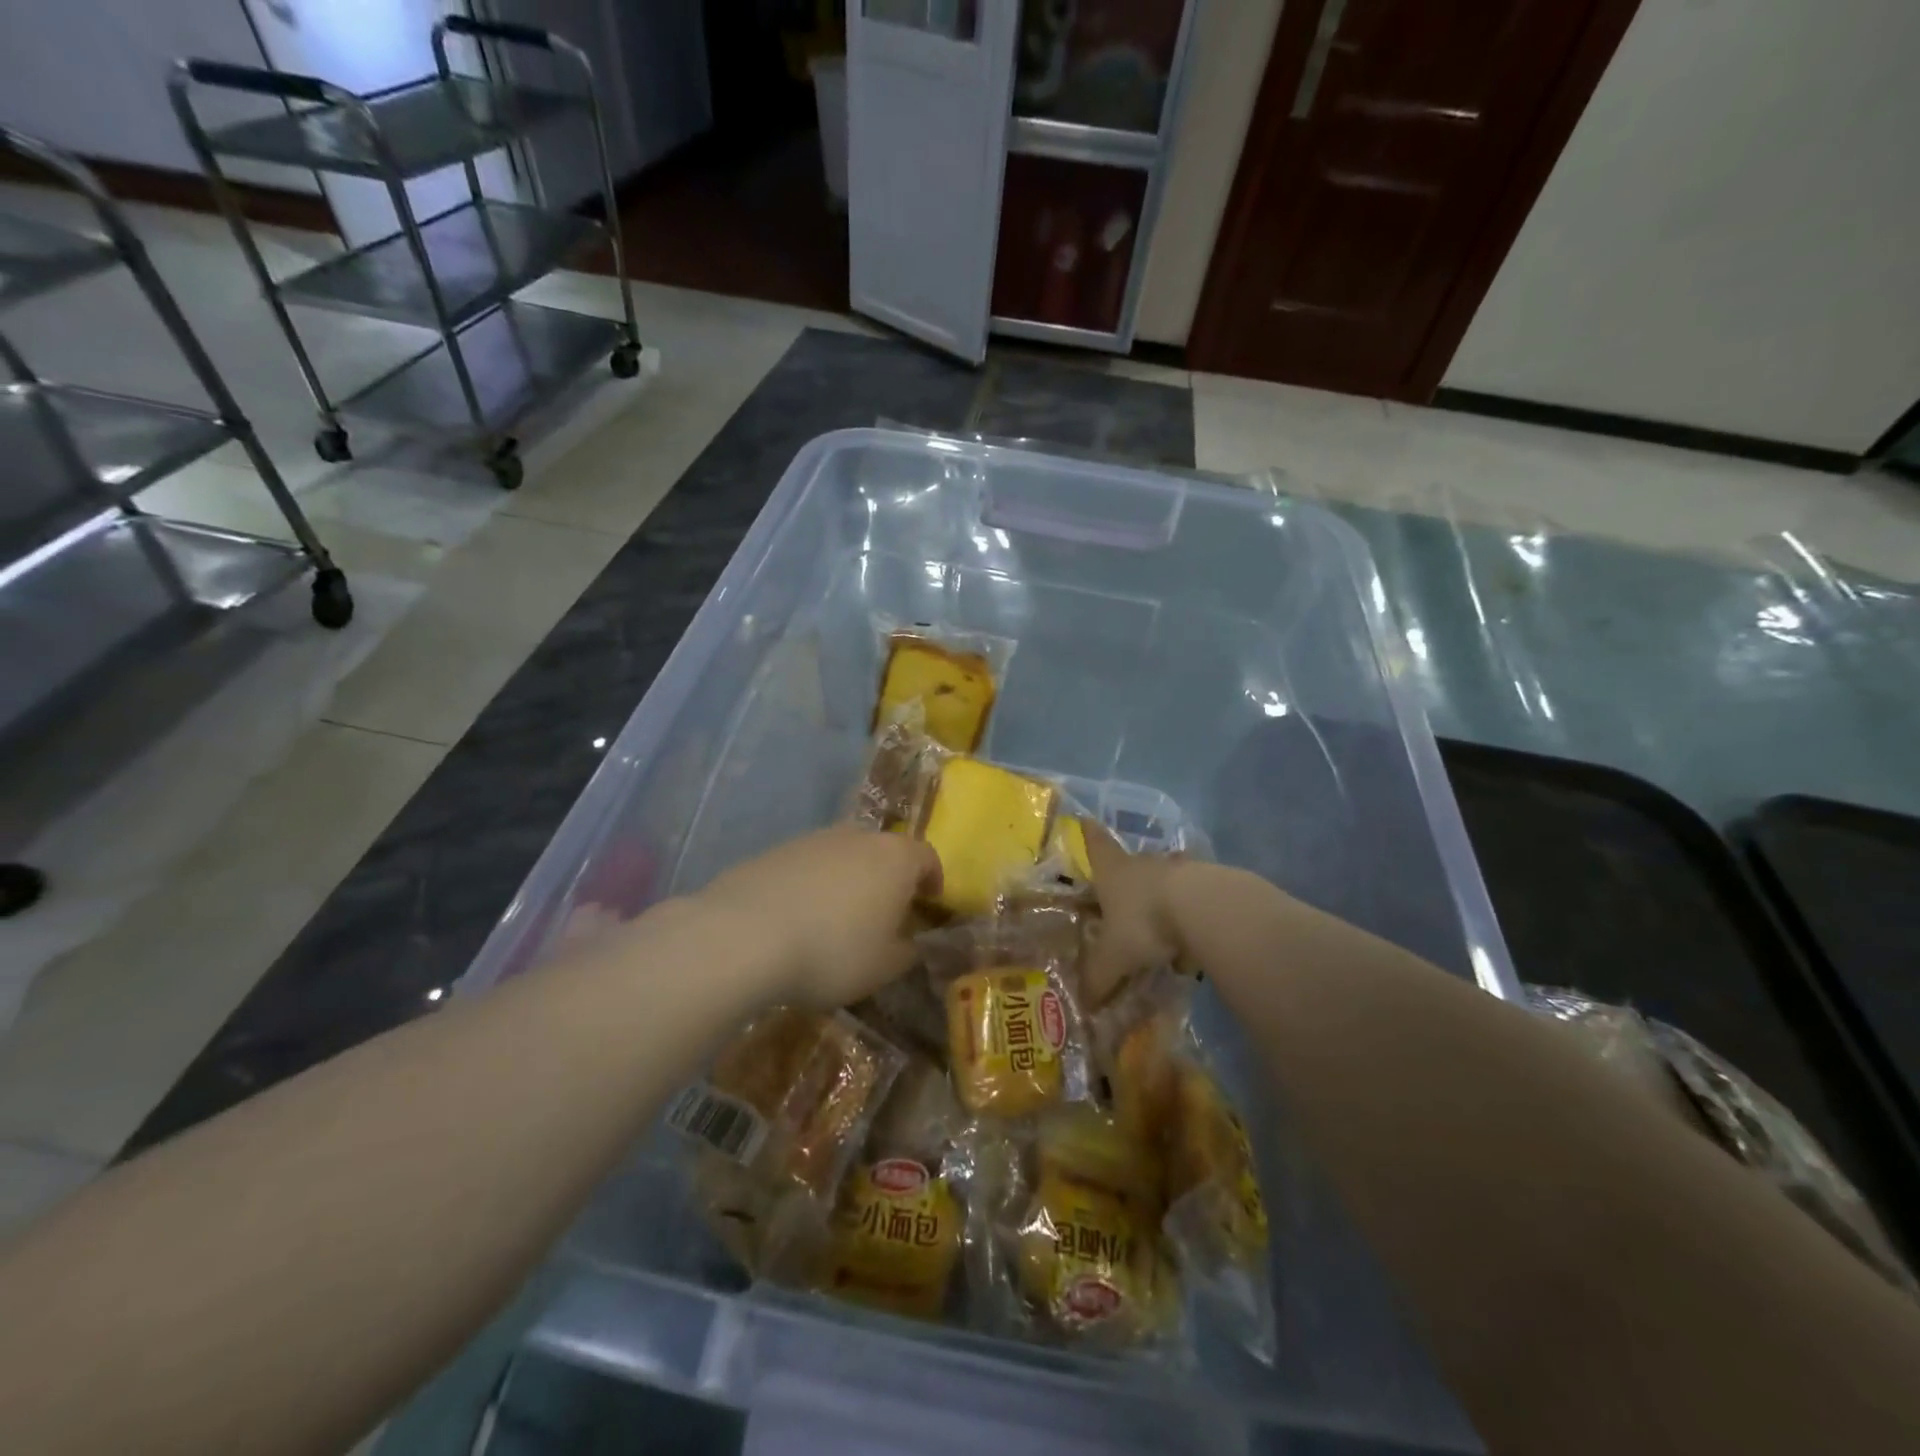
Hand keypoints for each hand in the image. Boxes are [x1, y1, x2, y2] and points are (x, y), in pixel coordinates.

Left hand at [697, 826, 941, 1009]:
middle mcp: (858, 836)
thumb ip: (908, 952)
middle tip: (884, 914)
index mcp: (896, 858)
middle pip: (884, 852)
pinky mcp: (775, 851)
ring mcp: (813, 839)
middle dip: (888, 879)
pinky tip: (798, 920)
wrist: (744, 936)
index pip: (928, 857)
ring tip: (837, 920)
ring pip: (843, 856)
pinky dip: (812, 887)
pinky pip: (807, 867)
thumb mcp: (884, 967)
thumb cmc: (833, 951)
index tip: (930, 903)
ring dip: (848, 881)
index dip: (933, 880)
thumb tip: (911, 943)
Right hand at [1082, 825, 1193, 1003]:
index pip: (1096, 845)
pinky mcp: (1211, 883)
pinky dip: (1189, 915)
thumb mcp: (1114, 957)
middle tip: (1120, 901)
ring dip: (1160, 898)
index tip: (1086, 819)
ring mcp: (1179, 870)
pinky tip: (1191, 941)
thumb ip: (1098, 979)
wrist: (1206, 908)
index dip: (1089, 834)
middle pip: (1130, 864)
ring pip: (1164, 880)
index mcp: (1113, 871)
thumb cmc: (1145, 922)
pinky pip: (1193, 899)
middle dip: (1125, 879)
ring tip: (1159, 928)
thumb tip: (1084, 1005)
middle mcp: (1143, 863)